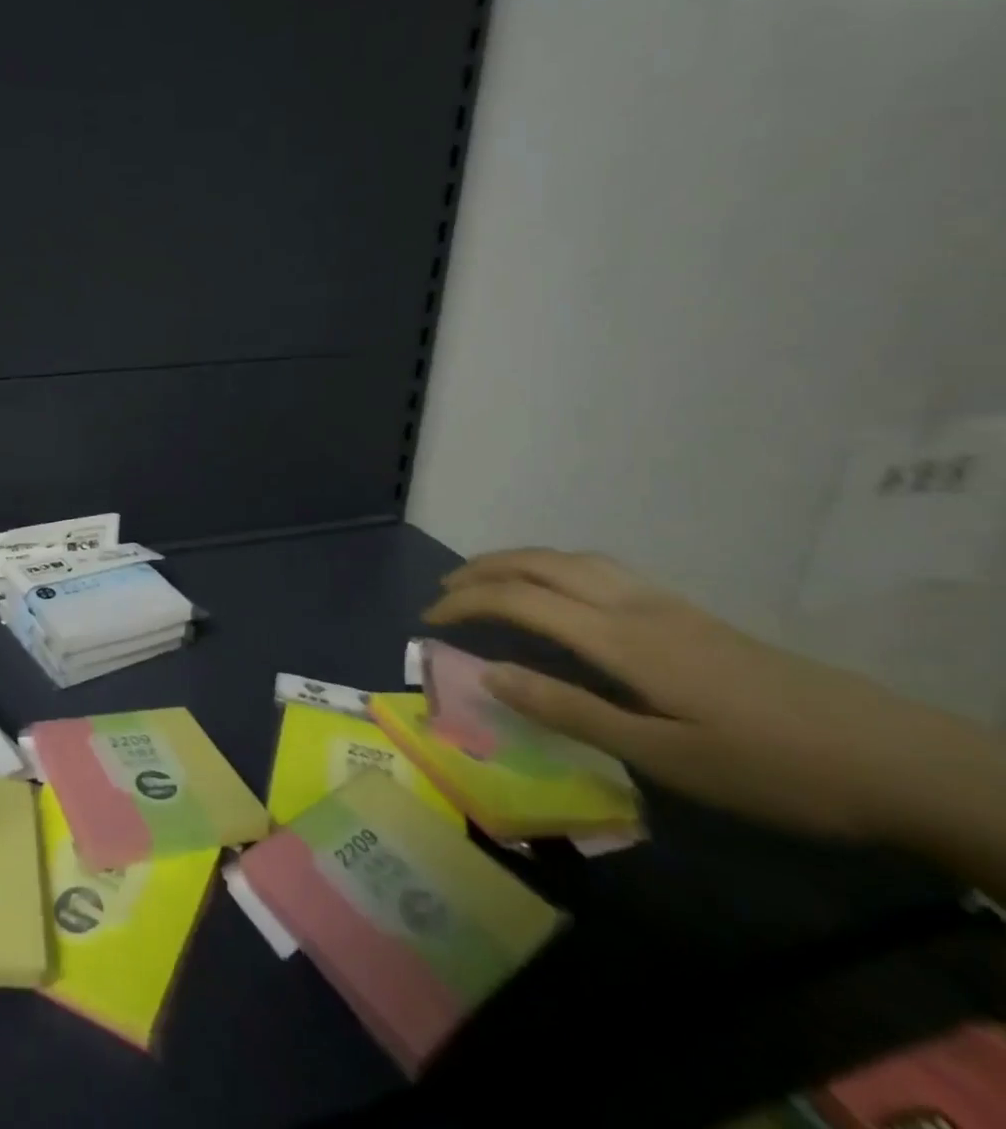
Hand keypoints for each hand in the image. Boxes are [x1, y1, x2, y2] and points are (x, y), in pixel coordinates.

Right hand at [423, 549, 999, 850]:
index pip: (519, 600)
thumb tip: (487, 675)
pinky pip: (600, 568)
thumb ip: (570, 711)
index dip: (466, 601)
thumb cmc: (772, 768)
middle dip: (483, 570)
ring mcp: (665, 604)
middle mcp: (634, 606)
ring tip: (488, 579)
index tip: (427, 619)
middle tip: (444, 590)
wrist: (897, 759)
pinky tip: (562, 591)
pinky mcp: (689, 614)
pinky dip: (556, 565)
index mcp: (620, 638)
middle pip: (541, 564)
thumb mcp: (664, 757)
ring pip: (572, 558)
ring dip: (518, 560)